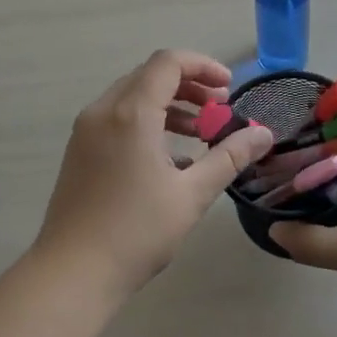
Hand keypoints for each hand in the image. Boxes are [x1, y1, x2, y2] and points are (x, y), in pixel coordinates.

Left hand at [33, 50, 273, 296]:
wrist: (72, 273)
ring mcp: (86, 131)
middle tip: (220, 109)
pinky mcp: (79, 151)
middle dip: (189, 85)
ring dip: (168, 105)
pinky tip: (171, 158)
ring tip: (200, 133)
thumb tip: (263, 134)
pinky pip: (117, 119)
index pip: (168, 63)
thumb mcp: (192, 195)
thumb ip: (229, 157)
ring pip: (131, 97)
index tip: (229, 87)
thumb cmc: (136, 232)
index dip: (203, 66)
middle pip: (149, 76)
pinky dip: (147, 122)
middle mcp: (103, 111)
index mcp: (130, 113)